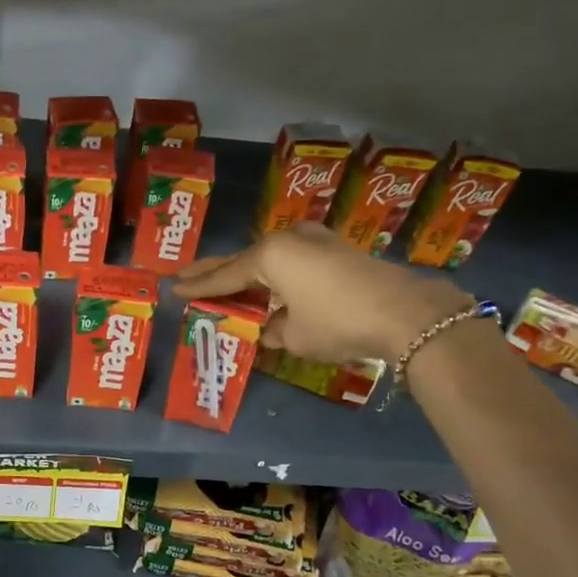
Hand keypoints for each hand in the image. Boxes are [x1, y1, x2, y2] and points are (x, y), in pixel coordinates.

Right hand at [173, 223, 470, 362]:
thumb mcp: (296, 336)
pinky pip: (292, 261)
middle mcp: (288, 241)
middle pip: (243, 260)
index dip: (199, 287)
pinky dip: (276, 274)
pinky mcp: (336, 250)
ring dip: (248, 273)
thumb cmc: (337, 322)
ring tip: (224, 283)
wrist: (404, 313)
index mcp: (269, 257)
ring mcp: (315, 241)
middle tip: (186, 276)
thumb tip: (271, 328)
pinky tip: (270, 284)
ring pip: (269, 258)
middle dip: (214, 271)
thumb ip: (274, 330)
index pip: (225, 276)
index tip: (173, 289)